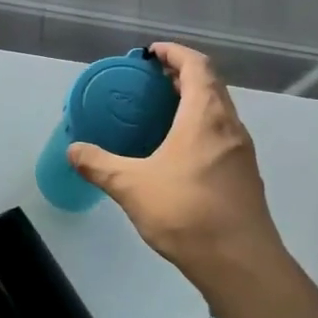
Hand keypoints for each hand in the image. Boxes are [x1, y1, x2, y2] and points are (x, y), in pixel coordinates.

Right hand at [67, 42, 289, 286]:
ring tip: (161, 111)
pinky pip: (221, 134)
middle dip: (182, 74)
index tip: (151, 53)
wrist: (240, 263)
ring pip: (219, 111)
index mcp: (206, 117)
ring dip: (193, 101)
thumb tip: (73, 151)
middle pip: (211, 85)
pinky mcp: (244, 175)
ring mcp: (241, 152)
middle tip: (150, 80)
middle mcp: (229, 126)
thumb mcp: (131, 187)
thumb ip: (99, 165)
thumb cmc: (187, 213)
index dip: (175, 53)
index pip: (197, 66)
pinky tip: (178, 150)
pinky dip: (200, 126)